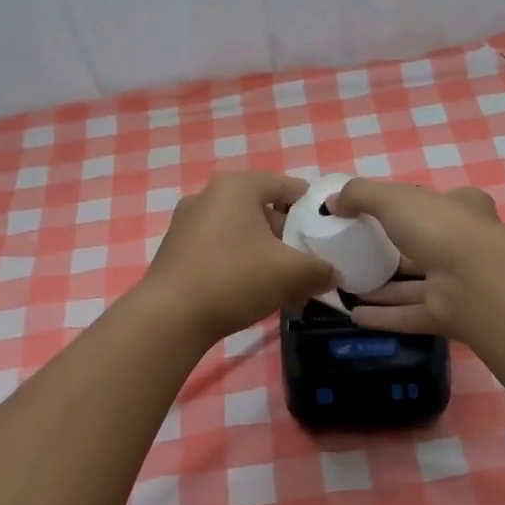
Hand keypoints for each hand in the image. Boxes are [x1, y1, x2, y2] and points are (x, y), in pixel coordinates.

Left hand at [145, 172, 337, 343]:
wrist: (170, 318)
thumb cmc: (235, 280)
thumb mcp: (292, 274)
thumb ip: (321, 270)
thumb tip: (333, 273)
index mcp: (237, 186)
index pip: (288, 186)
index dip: (313, 209)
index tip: (328, 234)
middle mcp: (208, 195)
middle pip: (262, 208)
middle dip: (287, 234)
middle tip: (306, 261)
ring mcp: (186, 222)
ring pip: (239, 230)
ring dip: (262, 251)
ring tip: (280, 280)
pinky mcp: (174, 249)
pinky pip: (218, 247)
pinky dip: (237, 262)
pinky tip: (247, 289)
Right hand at [329, 179, 504, 336]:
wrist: (476, 281)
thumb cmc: (439, 227)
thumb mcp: (393, 198)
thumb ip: (360, 195)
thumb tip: (331, 203)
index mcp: (461, 210)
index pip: (435, 206)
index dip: (409, 208)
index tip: (377, 216)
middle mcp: (462, 246)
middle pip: (422, 249)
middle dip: (391, 254)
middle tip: (355, 256)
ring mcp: (457, 284)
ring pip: (414, 287)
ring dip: (383, 290)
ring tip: (346, 289)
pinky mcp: (448, 317)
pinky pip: (409, 315)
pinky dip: (384, 316)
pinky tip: (354, 316)